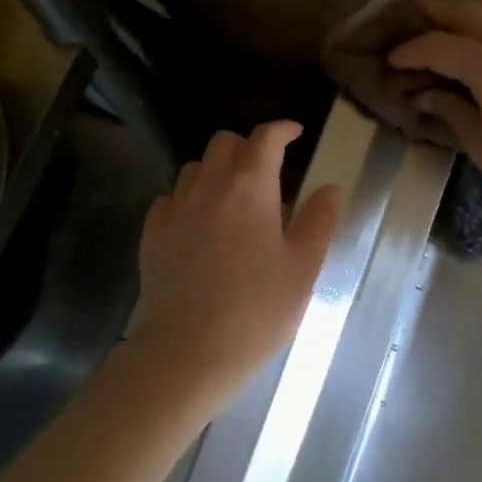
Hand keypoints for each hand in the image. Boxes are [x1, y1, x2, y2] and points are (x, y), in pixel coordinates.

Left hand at [127, 121, 340, 416]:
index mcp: (250, 188)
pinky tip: (199, 224)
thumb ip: (318, 221)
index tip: (295, 134)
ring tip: (233, 199)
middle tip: (267, 171)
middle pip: (224, 143)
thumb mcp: (303, 269)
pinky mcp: (152, 234)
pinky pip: (170, 198)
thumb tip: (329, 188)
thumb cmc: (257, 311)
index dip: (282, 129)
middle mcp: (208, 187)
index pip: (265, 138)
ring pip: (195, 168)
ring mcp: (174, 209)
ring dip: (216, 171)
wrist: (189, 352)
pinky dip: (189, 199)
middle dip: (247, 146)